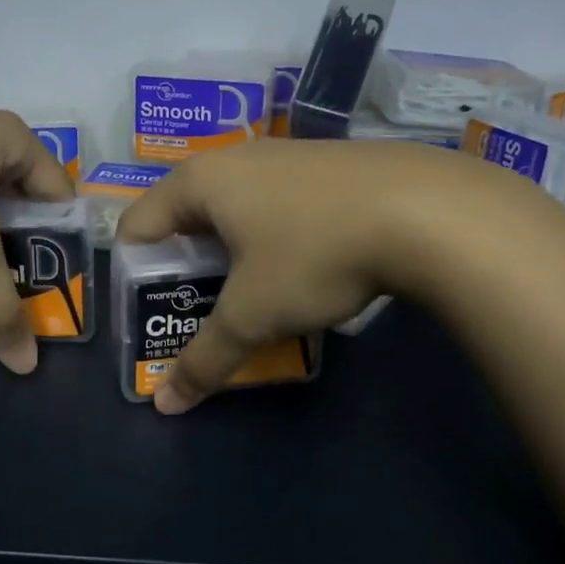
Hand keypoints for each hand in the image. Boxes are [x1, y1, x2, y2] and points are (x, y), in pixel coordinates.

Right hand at [115, 138, 554, 412]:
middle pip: (184, 219)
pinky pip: (275, 207)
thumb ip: (204, 359)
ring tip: (250, 298)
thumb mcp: (253, 315)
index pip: (136, 226)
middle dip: (185, 269)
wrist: (429, 211)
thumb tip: (165, 406)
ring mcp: (283, 157)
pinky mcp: (325, 166)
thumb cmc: (315, 253)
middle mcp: (234, 158)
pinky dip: (271, 240)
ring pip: (234, 213)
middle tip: (199, 312)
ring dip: (231, 257)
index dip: (135, 275)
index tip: (154, 314)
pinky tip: (302, 269)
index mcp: (198, 181)